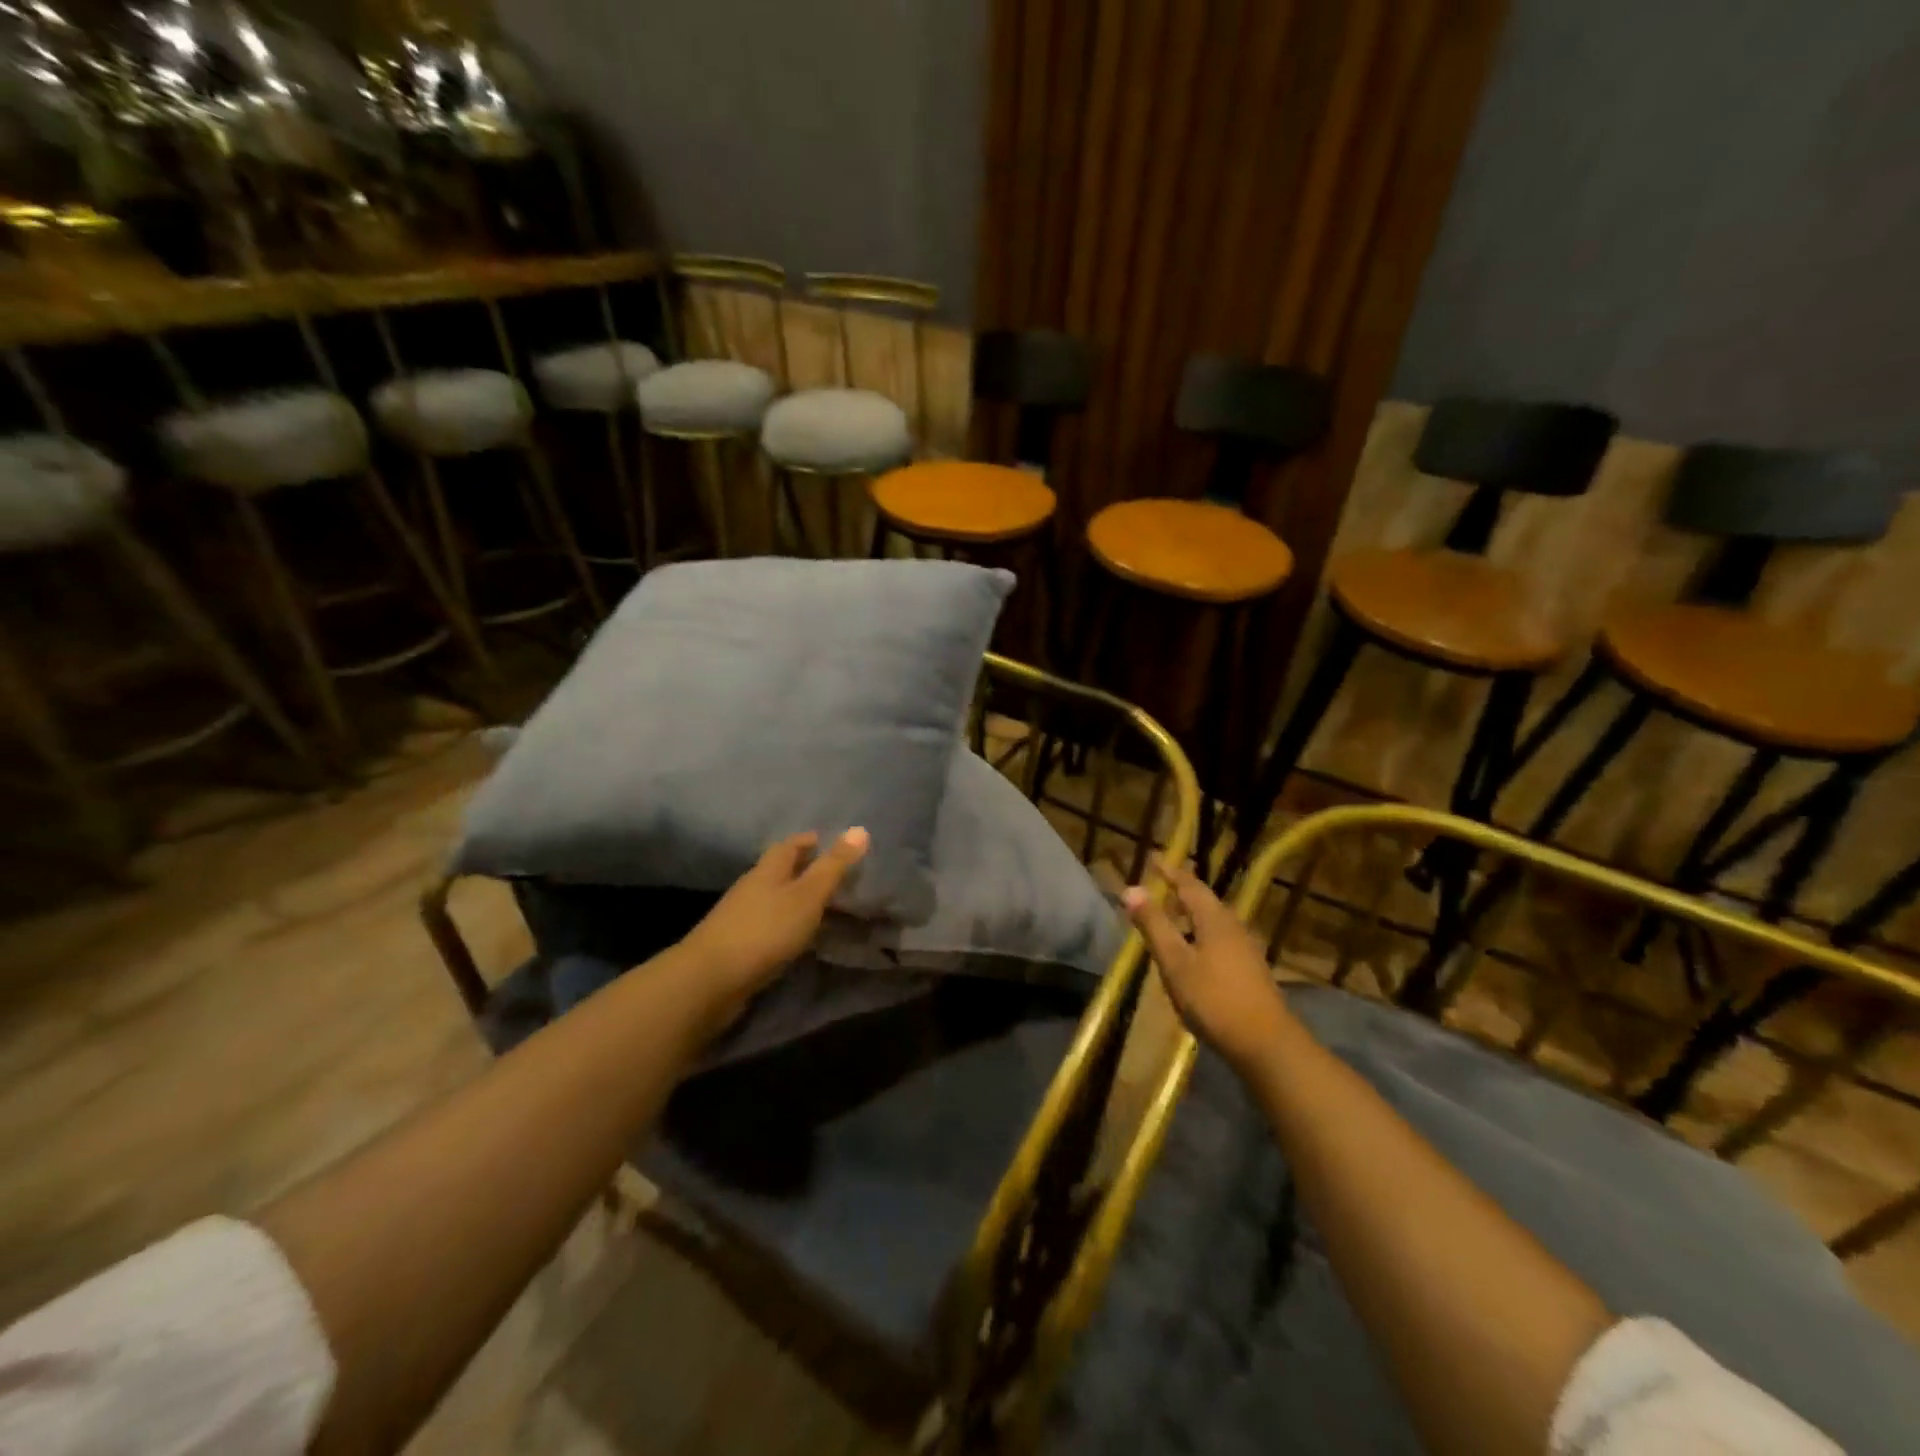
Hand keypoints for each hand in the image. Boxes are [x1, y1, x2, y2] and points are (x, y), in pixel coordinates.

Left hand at [681, 828, 869, 1014]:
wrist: (711, 980)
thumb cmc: (766, 930)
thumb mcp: (808, 895)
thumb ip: (834, 866)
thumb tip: (860, 828)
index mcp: (768, 870)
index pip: (789, 845)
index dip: (809, 841)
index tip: (829, 842)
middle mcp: (752, 887)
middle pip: (780, 871)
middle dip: (804, 869)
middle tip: (835, 876)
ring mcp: (742, 917)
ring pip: (774, 899)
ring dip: (796, 899)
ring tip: (824, 907)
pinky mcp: (738, 945)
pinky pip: (769, 926)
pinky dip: (788, 925)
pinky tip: (800, 937)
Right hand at [1123, 856, 1291, 1073]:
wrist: (1266, 1045)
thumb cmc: (1214, 999)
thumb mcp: (1175, 962)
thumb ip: (1154, 925)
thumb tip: (1131, 889)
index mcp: (1215, 919)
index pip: (1190, 884)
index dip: (1170, 871)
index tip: (1153, 859)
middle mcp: (1233, 926)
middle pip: (1205, 901)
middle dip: (1181, 892)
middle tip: (1159, 887)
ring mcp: (1246, 949)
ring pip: (1213, 921)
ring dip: (1190, 915)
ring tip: (1170, 920)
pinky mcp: (1250, 970)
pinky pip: (1220, 939)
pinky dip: (1200, 934)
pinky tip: (1192, 954)